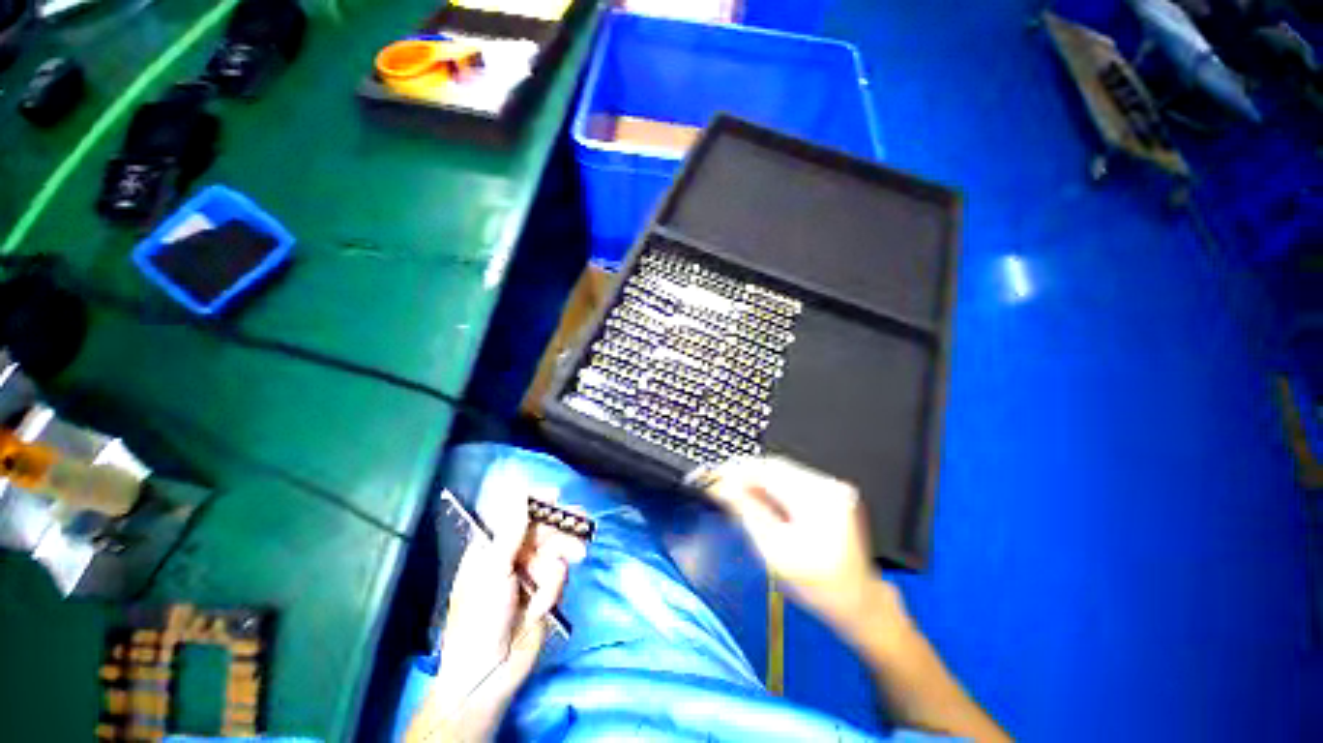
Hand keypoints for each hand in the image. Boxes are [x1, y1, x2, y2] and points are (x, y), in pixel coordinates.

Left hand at [412, 493, 585, 742]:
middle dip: (560, 527)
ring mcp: (530, 571)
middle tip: (581, 521)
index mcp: (491, 545)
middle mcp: (512, 553)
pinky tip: (542, 604)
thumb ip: (512, 530)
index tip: (555, 495)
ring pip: (556, 548)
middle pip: (543, 527)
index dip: (535, 500)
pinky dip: (554, 587)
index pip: (515, 512)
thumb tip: (520, 491)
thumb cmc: (479, 618)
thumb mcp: (493, 570)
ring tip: (574, 560)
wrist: (489, 674)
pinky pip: (559, 574)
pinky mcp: (545, 589)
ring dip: (562, 556)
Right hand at [700, 456, 897, 633]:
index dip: (739, 470)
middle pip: (777, 467)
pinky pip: (794, 481)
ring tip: (739, 493)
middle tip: (723, 485)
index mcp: (819, 500)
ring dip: (759, 480)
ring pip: (784, 472)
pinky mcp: (832, 492)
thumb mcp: (775, 551)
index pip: (770, 471)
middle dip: (747, 474)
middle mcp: (829, 485)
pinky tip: (762, 498)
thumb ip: (748, 513)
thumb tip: (723, 486)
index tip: (716, 476)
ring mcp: (833, 487)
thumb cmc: (818, 585)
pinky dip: (774, 487)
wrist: (857, 602)